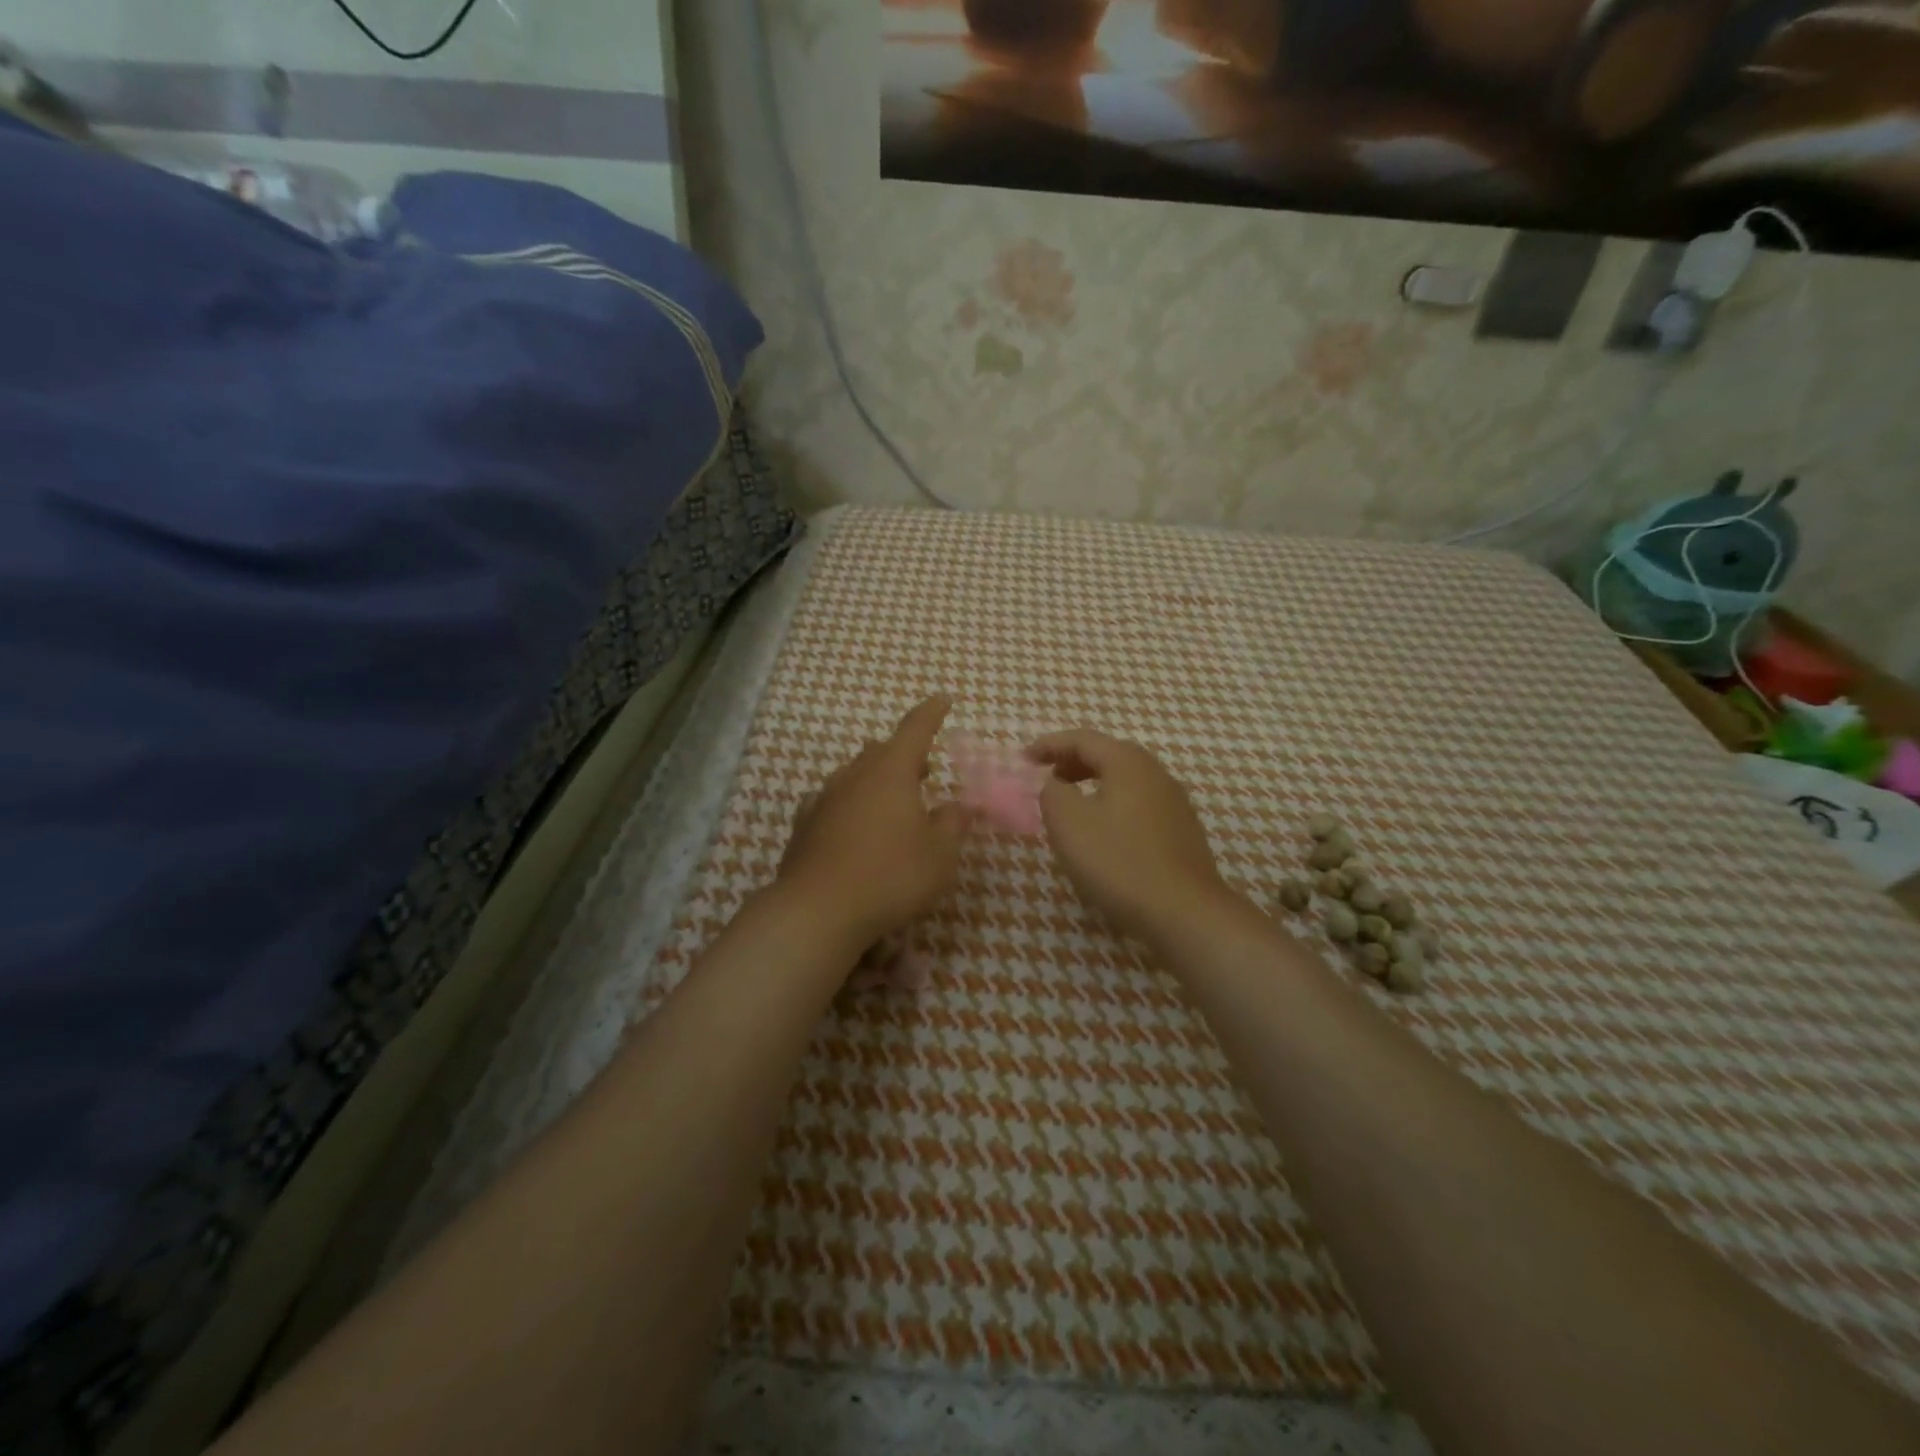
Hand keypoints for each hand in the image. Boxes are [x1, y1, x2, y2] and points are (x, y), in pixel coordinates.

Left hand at [778, 695, 972, 945]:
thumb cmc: (891, 876)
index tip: (943, 700)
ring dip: (876, 778)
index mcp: (892, 772)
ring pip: (854, 774)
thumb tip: (959, 806)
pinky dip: (848, 803)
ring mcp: (825, 798)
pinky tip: (851, 821)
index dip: (932, 713)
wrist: (818, 910)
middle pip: (881, 751)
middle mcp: (855, 776)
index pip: (915, 729)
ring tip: (891, 799)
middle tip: (924, 770)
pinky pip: (831, 801)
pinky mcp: (804, 825)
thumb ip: (953, 825)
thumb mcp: (940, 855)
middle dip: (905, 754)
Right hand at [1026, 729, 1234, 944]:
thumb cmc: (1119, 861)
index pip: (1083, 739)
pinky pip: (1138, 805)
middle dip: (1073, 762)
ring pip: (1125, 782)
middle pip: (1108, 755)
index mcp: (1128, 763)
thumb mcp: (1068, 823)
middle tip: (1047, 778)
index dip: (1050, 745)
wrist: (1184, 912)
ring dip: (1093, 785)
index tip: (1024, 758)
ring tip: (1071, 806)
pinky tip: (1103, 834)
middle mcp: (1156, 774)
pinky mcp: (1181, 833)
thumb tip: (1056, 785)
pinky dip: (1112, 806)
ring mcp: (1174, 803)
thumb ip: (1053, 793)